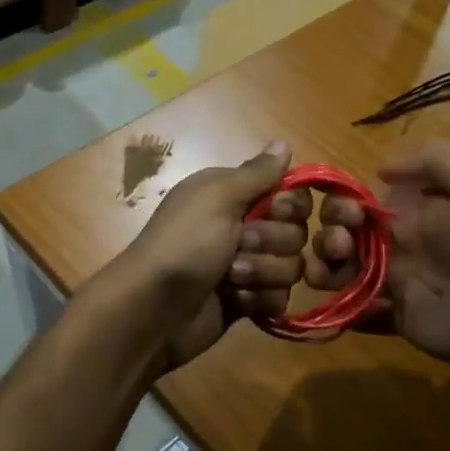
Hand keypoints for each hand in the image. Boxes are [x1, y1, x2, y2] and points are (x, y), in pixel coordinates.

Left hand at [109, 141, 308, 370]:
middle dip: (270, 242)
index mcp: (234, 195)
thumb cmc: (184, 243)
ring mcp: (247, 266)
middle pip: (295, 232)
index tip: (273, 210)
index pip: (290, 194)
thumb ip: (256, 172)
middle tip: (237, 247)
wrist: (154, 308)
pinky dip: (258, 300)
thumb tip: (284, 142)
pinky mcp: (247, 301)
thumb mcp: (217, 197)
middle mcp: (243, 227)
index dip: (289, 206)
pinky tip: (234, 301)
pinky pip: (279, 298)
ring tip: (230, 279)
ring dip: (261, 273)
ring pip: (290, 267)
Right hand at [305, 140, 449, 378]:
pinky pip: (358, 311)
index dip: (342, 202)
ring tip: (326, 273)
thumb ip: (433, 160)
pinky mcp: (398, 318)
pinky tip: (345, 299)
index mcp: (415, 211)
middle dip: (329, 234)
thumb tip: (381, 169)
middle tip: (340, 243)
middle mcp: (400, 244)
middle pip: (344, 235)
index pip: (362, 201)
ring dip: (324, 267)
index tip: (348, 210)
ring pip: (342, 271)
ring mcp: (397, 283)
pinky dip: (343, 307)